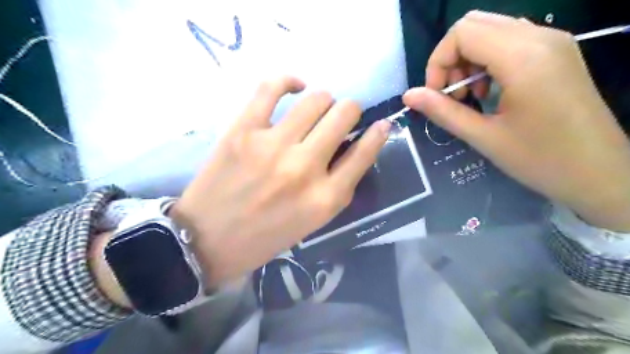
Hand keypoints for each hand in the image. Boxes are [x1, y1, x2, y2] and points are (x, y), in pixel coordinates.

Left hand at [171, 76, 392, 285]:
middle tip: (340, 119)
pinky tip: (295, 87)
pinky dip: (289, 81)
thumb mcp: (313, 221)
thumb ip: (338, 185)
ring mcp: (273, 145)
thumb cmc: (266, 236)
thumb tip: (356, 145)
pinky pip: (272, 87)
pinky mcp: (243, 130)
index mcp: (325, 198)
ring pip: (317, 99)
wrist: (209, 239)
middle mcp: (305, 168)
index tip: (380, 125)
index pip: (365, 152)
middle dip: (350, 112)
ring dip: (325, 101)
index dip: (378, 134)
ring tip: (316, 110)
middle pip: (344, 115)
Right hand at [403, 9, 628, 228]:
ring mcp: (552, 41)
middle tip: (451, 95)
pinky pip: (509, 40)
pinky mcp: (556, 52)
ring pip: (490, 30)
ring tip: (470, 97)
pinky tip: (489, 91)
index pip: (462, 33)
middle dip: (450, 59)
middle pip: (474, 25)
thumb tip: (408, 96)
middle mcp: (540, 37)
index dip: (438, 62)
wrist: (599, 173)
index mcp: (523, 57)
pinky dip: (487, 60)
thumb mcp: (483, 137)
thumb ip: (442, 112)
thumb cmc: (540, 159)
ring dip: (468, 60)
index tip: (436, 96)